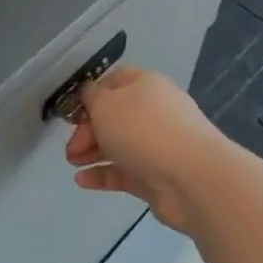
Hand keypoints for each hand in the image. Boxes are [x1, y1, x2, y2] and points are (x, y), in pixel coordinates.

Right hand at [64, 67, 227, 232]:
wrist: (192, 178)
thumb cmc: (143, 129)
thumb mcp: (105, 103)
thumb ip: (91, 96)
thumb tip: (89, 94)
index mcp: (145, 85)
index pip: (113, 82)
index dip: (90, 95)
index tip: (71, 112)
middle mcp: (153, 112)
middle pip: (114, 117)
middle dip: (87, 130)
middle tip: (71, 147)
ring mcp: (158, 146)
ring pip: (118, 145)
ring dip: (92, 152)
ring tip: (73, 163)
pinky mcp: (157, 177)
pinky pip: (124, 172)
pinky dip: (103, 174)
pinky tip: (82, 181)